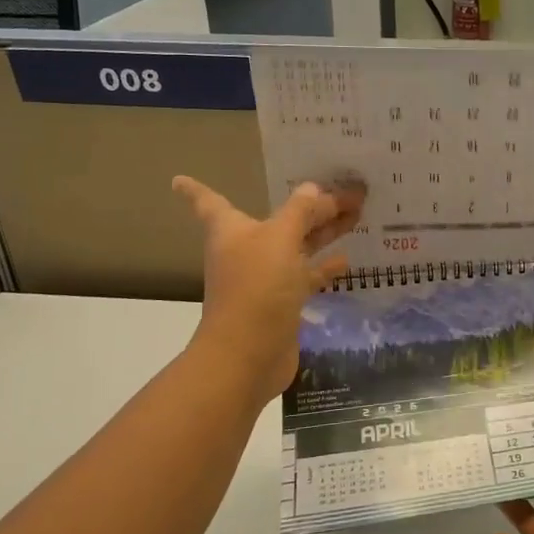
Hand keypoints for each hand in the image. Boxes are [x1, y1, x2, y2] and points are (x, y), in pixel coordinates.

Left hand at [173, 176, 361, 401]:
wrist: (249, 355)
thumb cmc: (256, 287)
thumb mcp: (280, 240)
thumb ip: (299, 211)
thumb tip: (312, 189)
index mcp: (232, 230)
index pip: (210, 202)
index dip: (197, 189)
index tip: (177, 179)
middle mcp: (246, 250)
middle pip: (278, 220)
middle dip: (308, 205)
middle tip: (343, 187)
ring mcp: (265, 278)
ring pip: (296, 246)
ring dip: (322, 231)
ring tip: (355, 214)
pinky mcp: (283, 303)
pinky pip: (306, 276)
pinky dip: (323, 267)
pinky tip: (346, 259)